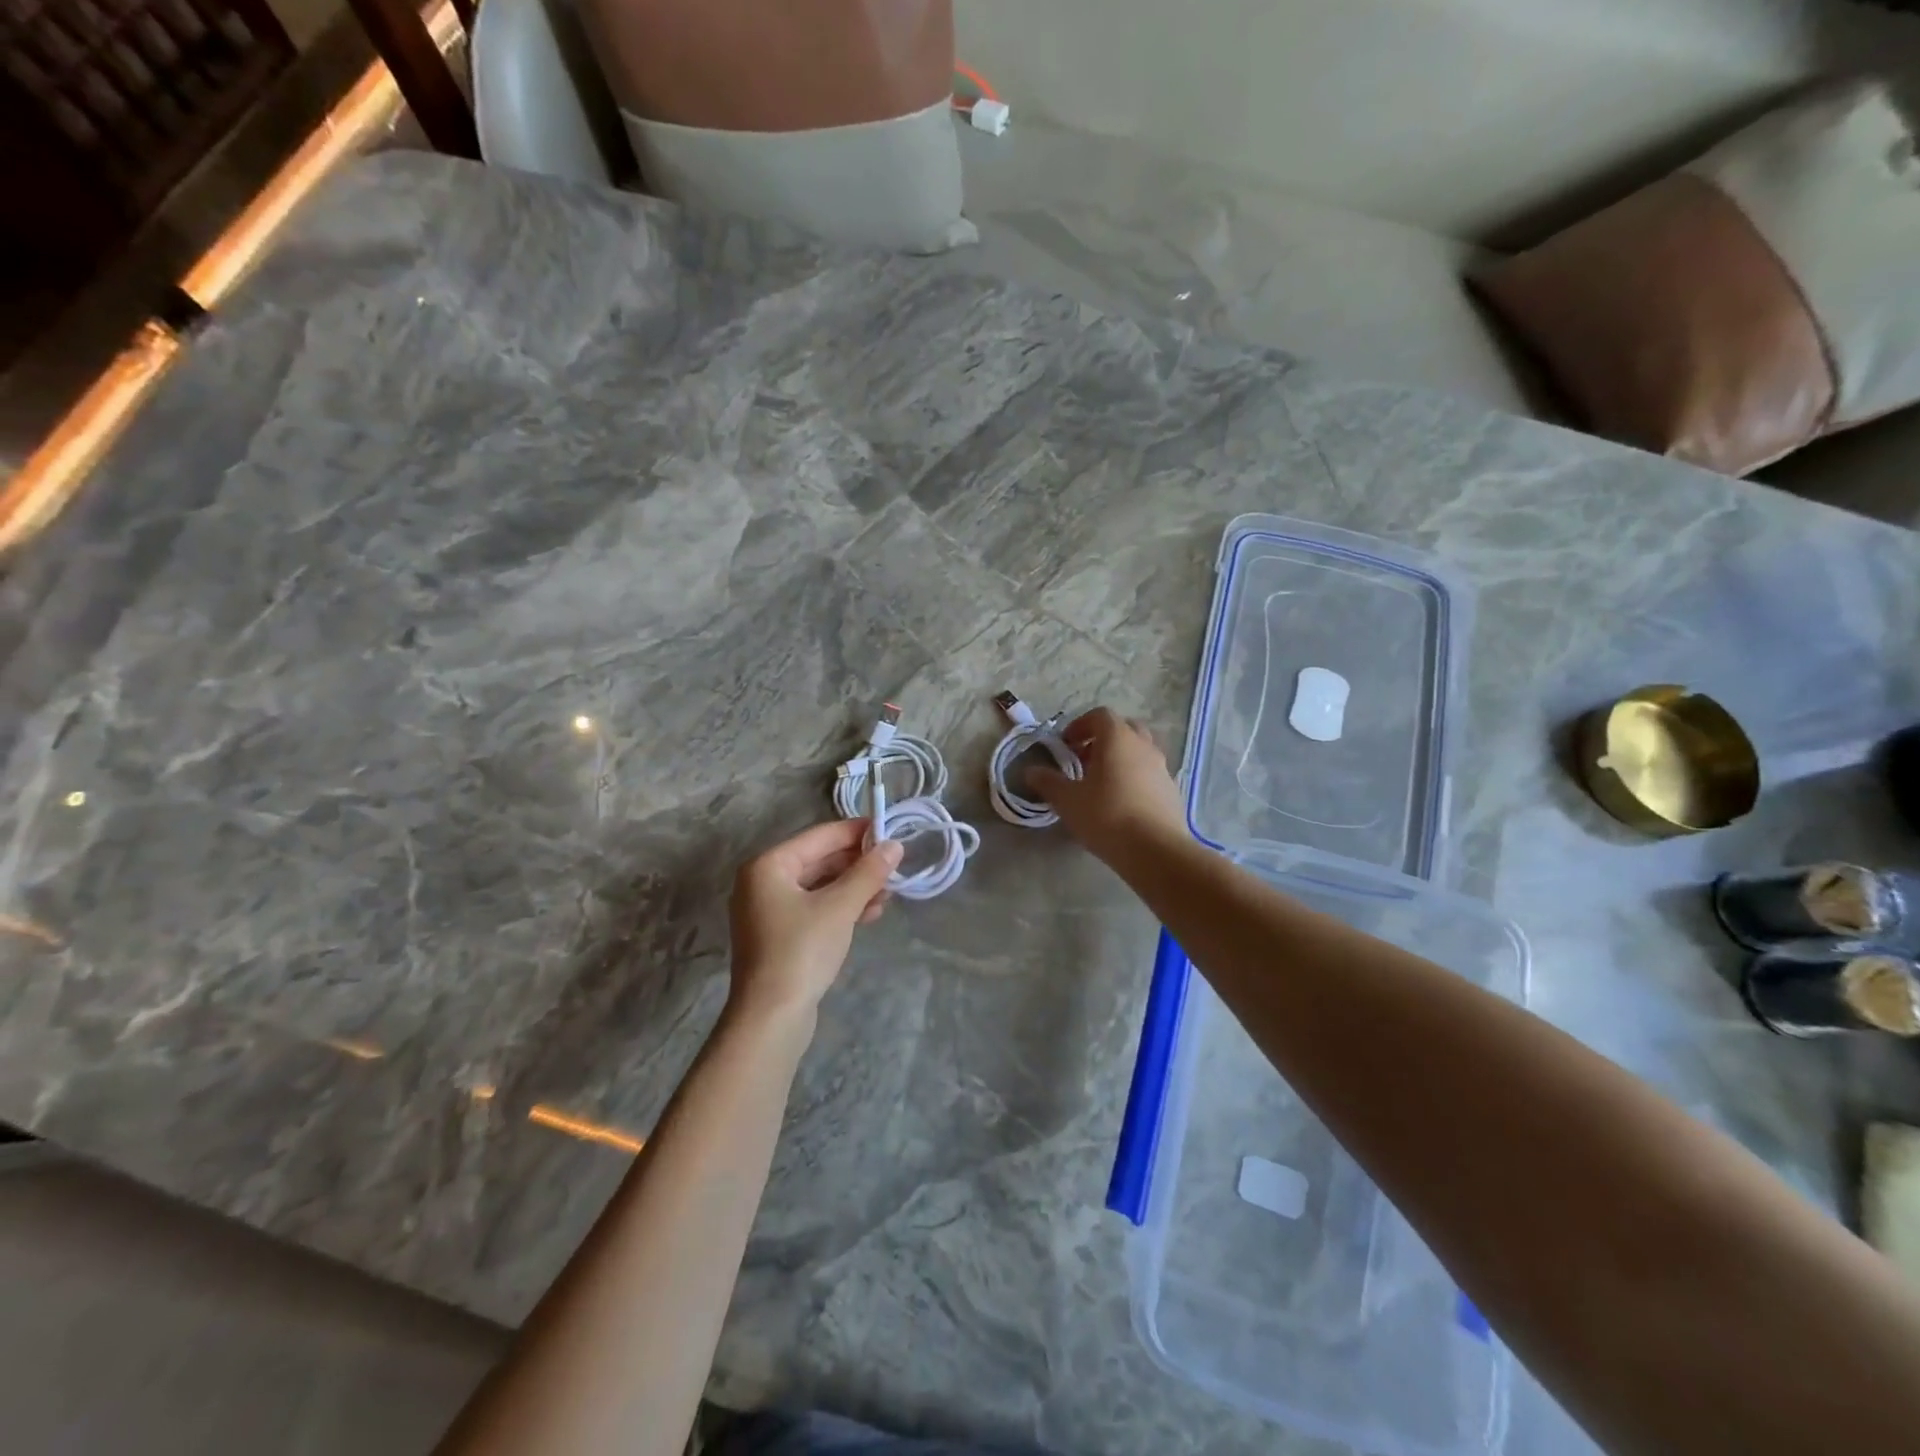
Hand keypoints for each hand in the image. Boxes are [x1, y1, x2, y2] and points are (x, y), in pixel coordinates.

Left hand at [728, 820, 902, 1022]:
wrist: (771, 1017)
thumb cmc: (802, 950)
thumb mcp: (840, 907)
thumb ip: (868, 873)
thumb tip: (894, 846)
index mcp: (769, 865)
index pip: (821, 836)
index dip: (857, 832)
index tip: (891, 830)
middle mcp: (763, 882)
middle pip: (819, 860)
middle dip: (858, 864)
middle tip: (894, 866)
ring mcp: (769, 910)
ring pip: (820, 886)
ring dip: (854, 887)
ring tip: (889, 893)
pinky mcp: (780, 935)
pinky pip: (815, 908)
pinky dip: (841, 907)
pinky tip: (870, 913)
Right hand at [1030, 707, 1185, 861]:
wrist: (1155, 851)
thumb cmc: (1106, 816)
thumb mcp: (1067, 800)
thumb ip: (1048, 782)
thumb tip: (1030, 771)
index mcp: (1117, 738)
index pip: (1099, 715)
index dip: (1080, 725)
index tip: (1066, 746)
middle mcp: (1143, 745)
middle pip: (1123, 728)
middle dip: (1102, 739)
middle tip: (1084, 761)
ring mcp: (1162, 767)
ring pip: (1139, 751)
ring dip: (1119, 759)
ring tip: (1101, 785)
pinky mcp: (1171, 790)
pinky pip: (1149, 773)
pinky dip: (1134, 778)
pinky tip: (1121, 804)